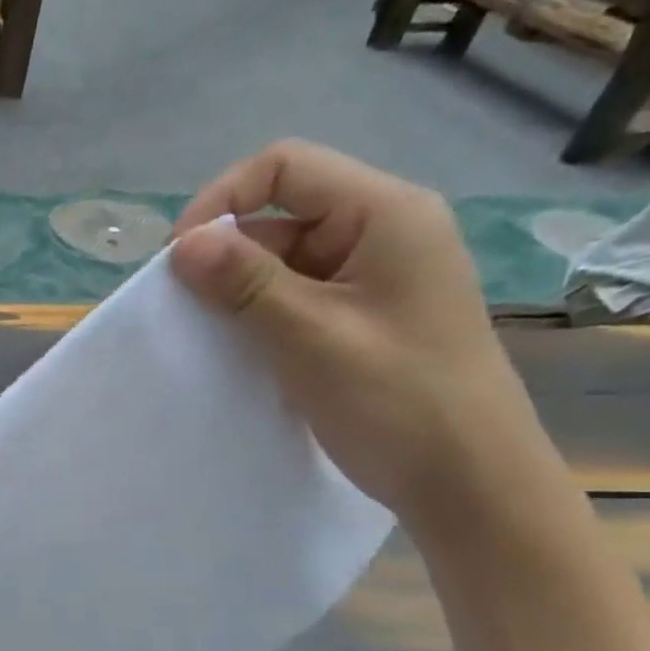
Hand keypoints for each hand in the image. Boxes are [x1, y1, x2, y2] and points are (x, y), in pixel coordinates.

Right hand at [170, 140, 543, 523]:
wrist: (468, 482)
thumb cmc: (399, 401)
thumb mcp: (312, 336)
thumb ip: (245, 283)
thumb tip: (182, 244)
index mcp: (385, 215)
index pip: (285, 167)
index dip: (222, 200)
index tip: (180, 259)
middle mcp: (381, 231)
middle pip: (280, 212)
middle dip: (225, 252)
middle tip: (187, 308)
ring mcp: (372, 274)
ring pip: (281, 256)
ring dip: (237, 288)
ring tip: (211, 334)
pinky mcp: (361, 312)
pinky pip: (293, 292)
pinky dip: (257, 313)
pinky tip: (239, 346)